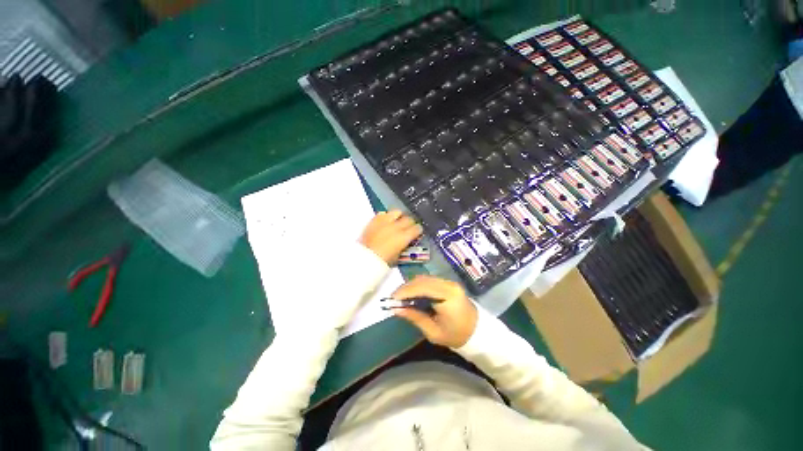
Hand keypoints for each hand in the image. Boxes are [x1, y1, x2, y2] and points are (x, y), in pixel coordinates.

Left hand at [359, 210, 422, 263]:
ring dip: (399, 216)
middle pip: (409, 218)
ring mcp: (384, 222)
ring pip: (397, 212)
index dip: (418, 230)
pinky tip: (385, 222)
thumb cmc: (383, 261)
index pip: (417, 228)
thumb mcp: (398, 256)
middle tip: (409, 227)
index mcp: (403, 237)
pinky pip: (383, 213)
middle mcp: (396, 227)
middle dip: (410, 222)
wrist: (364, 259)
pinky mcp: (374, 220)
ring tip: (397, 221)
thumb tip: (406, 242)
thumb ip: (404, 246)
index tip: (417, 232)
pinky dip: (386, 216)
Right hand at [391, 275, 477, 347]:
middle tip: (394, 298)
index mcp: (448, 296)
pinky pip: (429, 280)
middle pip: (422, 280)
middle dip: (406, 287)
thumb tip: (395, 309)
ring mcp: (449, 282)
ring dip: (411, 286)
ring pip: (424, 278)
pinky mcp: (448, 283)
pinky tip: (412, 294)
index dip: (406, 291)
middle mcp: (449, 285)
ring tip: (401, 297)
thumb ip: (415, 317)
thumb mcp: (433, 332)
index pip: (423, 288)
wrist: (477, 331)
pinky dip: (418, 286)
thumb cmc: (456, 335)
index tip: (392, 298)